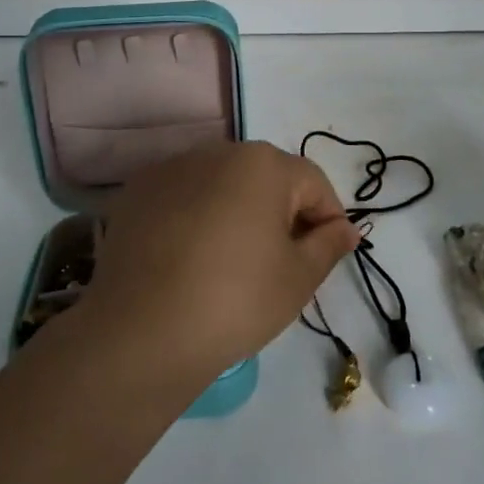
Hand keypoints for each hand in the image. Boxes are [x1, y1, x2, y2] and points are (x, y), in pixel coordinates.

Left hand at [79, 141, 359, 390]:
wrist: (142, 331)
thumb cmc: (236, 300)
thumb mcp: (299, 278)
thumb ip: (329, 244)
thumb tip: (346, 228)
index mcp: (264, 164)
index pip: (313, 182)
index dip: (327, 218)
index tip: (324, 255)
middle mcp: (218, 151)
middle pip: (265, 177)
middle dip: (281, 212)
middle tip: (279, 262)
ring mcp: (172, 168)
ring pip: (221, 184)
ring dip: (235, 211)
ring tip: (230, 262)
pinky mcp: (137, 191)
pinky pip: (182, 197)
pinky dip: (194, 217)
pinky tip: (188, 259)